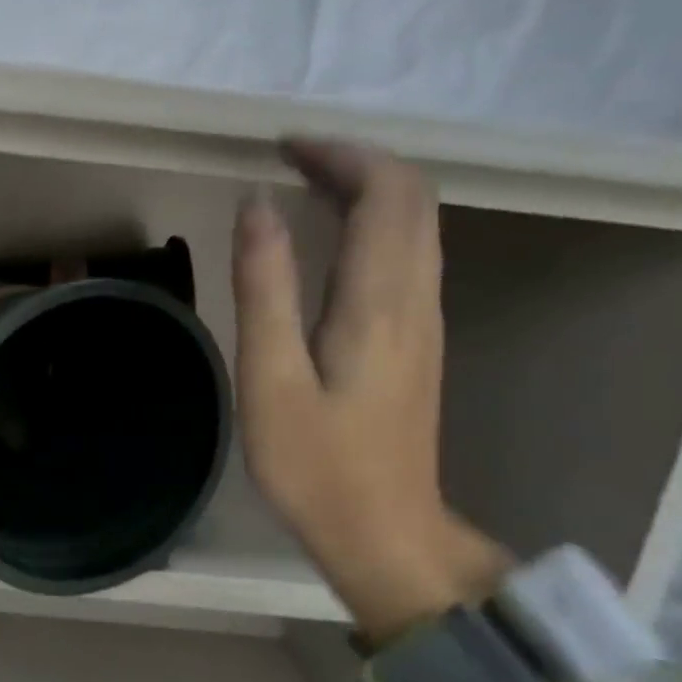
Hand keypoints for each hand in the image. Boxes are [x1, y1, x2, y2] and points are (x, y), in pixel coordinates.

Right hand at [233, 138, 508, 642]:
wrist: (385, 534)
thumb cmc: (317, 464)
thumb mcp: (272, 378)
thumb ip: (265, 288)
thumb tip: (257, 206)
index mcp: (380, 300)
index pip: (386, 192)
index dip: (340, 154)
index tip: (281, 147)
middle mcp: (416, 298)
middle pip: (411, 198)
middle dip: (354, 162)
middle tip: (289, 159)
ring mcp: (424, 319)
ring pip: (415, 225)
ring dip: (366, 190)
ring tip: (304, 187)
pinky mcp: (417, 341)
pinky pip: (408, 255)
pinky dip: (372, 224)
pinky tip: (330, 241)